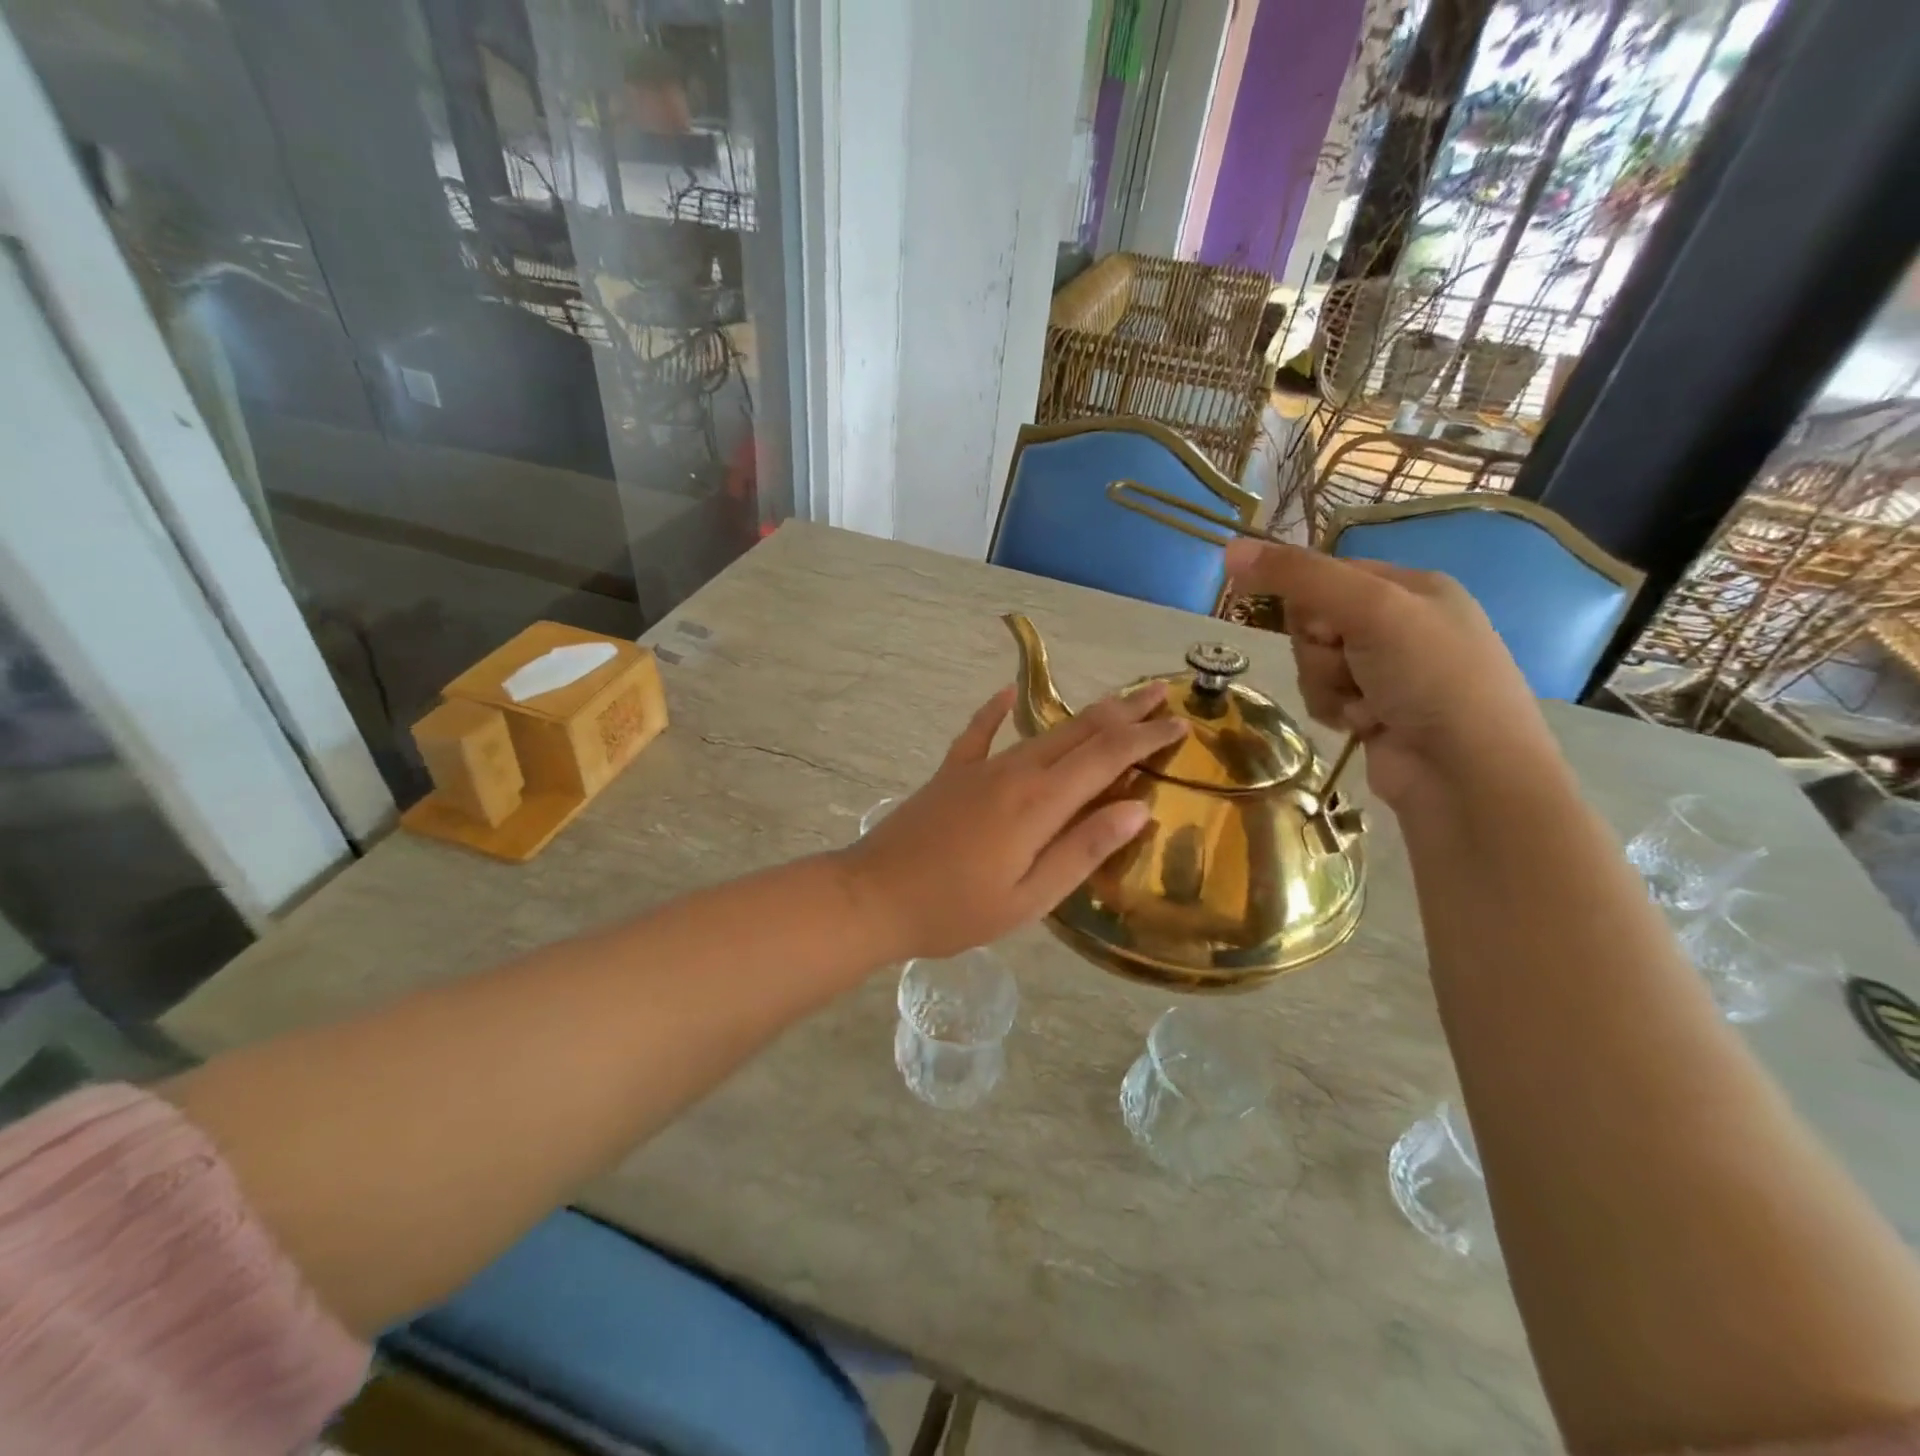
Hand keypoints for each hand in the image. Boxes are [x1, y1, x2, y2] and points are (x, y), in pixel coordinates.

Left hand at [839, 684, 1184, 960]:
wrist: (873, 896)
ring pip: (1042, 732)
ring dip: (1084, 715)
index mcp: (1039, 802)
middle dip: (1125, 711)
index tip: (1181, 723)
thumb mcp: (1029, 897)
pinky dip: (996, 711)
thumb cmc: (955, 910)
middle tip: (1162, 691)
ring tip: (1115, 702)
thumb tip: (1137, 808)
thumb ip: (1083, 850)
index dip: (1146, 738)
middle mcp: (1014, 772)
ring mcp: (979, 768)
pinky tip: (1007, 693)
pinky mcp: (950, 774)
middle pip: (1080, 732)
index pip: (1107, 757)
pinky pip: (979, 733)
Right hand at [1224, 539, 1551, 806]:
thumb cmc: (1430, 677)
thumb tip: (1228, 548)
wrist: (1466, 772)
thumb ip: (1297, 576)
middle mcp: (1401, 623)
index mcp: (1412, 586)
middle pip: (1314, 622)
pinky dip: (1335, 710)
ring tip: (1365, 705)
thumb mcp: (1368, 609)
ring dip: (1327, 685)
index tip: (1325, 626)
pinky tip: (1365, 725)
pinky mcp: (1374, 710)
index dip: (1311, 601)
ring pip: (1313, 663)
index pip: (1327, 573)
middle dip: (1320, 650)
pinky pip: (1323, 696)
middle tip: (1352, 665)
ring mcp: (1388, 671)